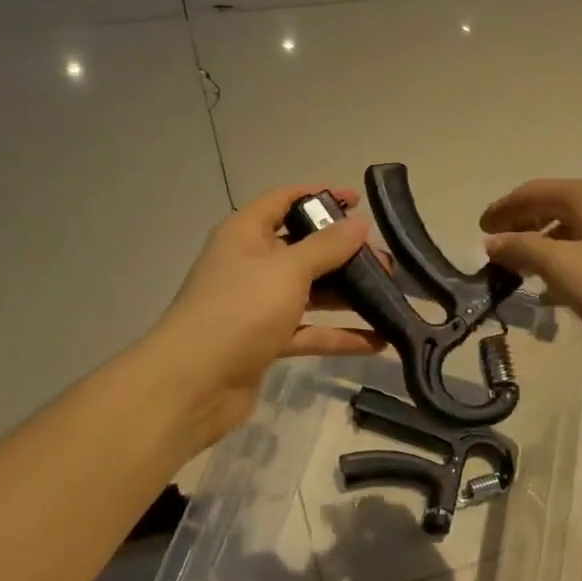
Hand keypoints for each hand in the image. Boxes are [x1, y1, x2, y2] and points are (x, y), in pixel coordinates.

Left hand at [148, 186, 384, 455]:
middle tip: (385, 261)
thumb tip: (360, 223)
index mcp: (246, 233)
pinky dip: (337, 335)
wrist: (192, 384)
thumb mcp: (288, 269)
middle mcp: (251, 263)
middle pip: (303, 248)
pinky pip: (308, 330)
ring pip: (309, 291)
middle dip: (344, 253)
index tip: (358, 201)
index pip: (284, 199)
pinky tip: (376, 341)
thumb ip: (327, 246)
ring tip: (389, 297)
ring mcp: (257, 304)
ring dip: (347, 295)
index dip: (320, 195)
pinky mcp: (265, 341)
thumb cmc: (239, 310)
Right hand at [481, 178, 581, 356]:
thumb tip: (492, 241)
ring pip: (569, 228)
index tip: (479, 230)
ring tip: (520, 271)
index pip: (532, 192)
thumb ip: (523, 249)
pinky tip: (555, 288)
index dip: (502, 209)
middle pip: (551, 206)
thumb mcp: (564, 268)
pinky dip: (564, 259)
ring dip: (541, 245)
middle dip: (520, 225)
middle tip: (495, 250)